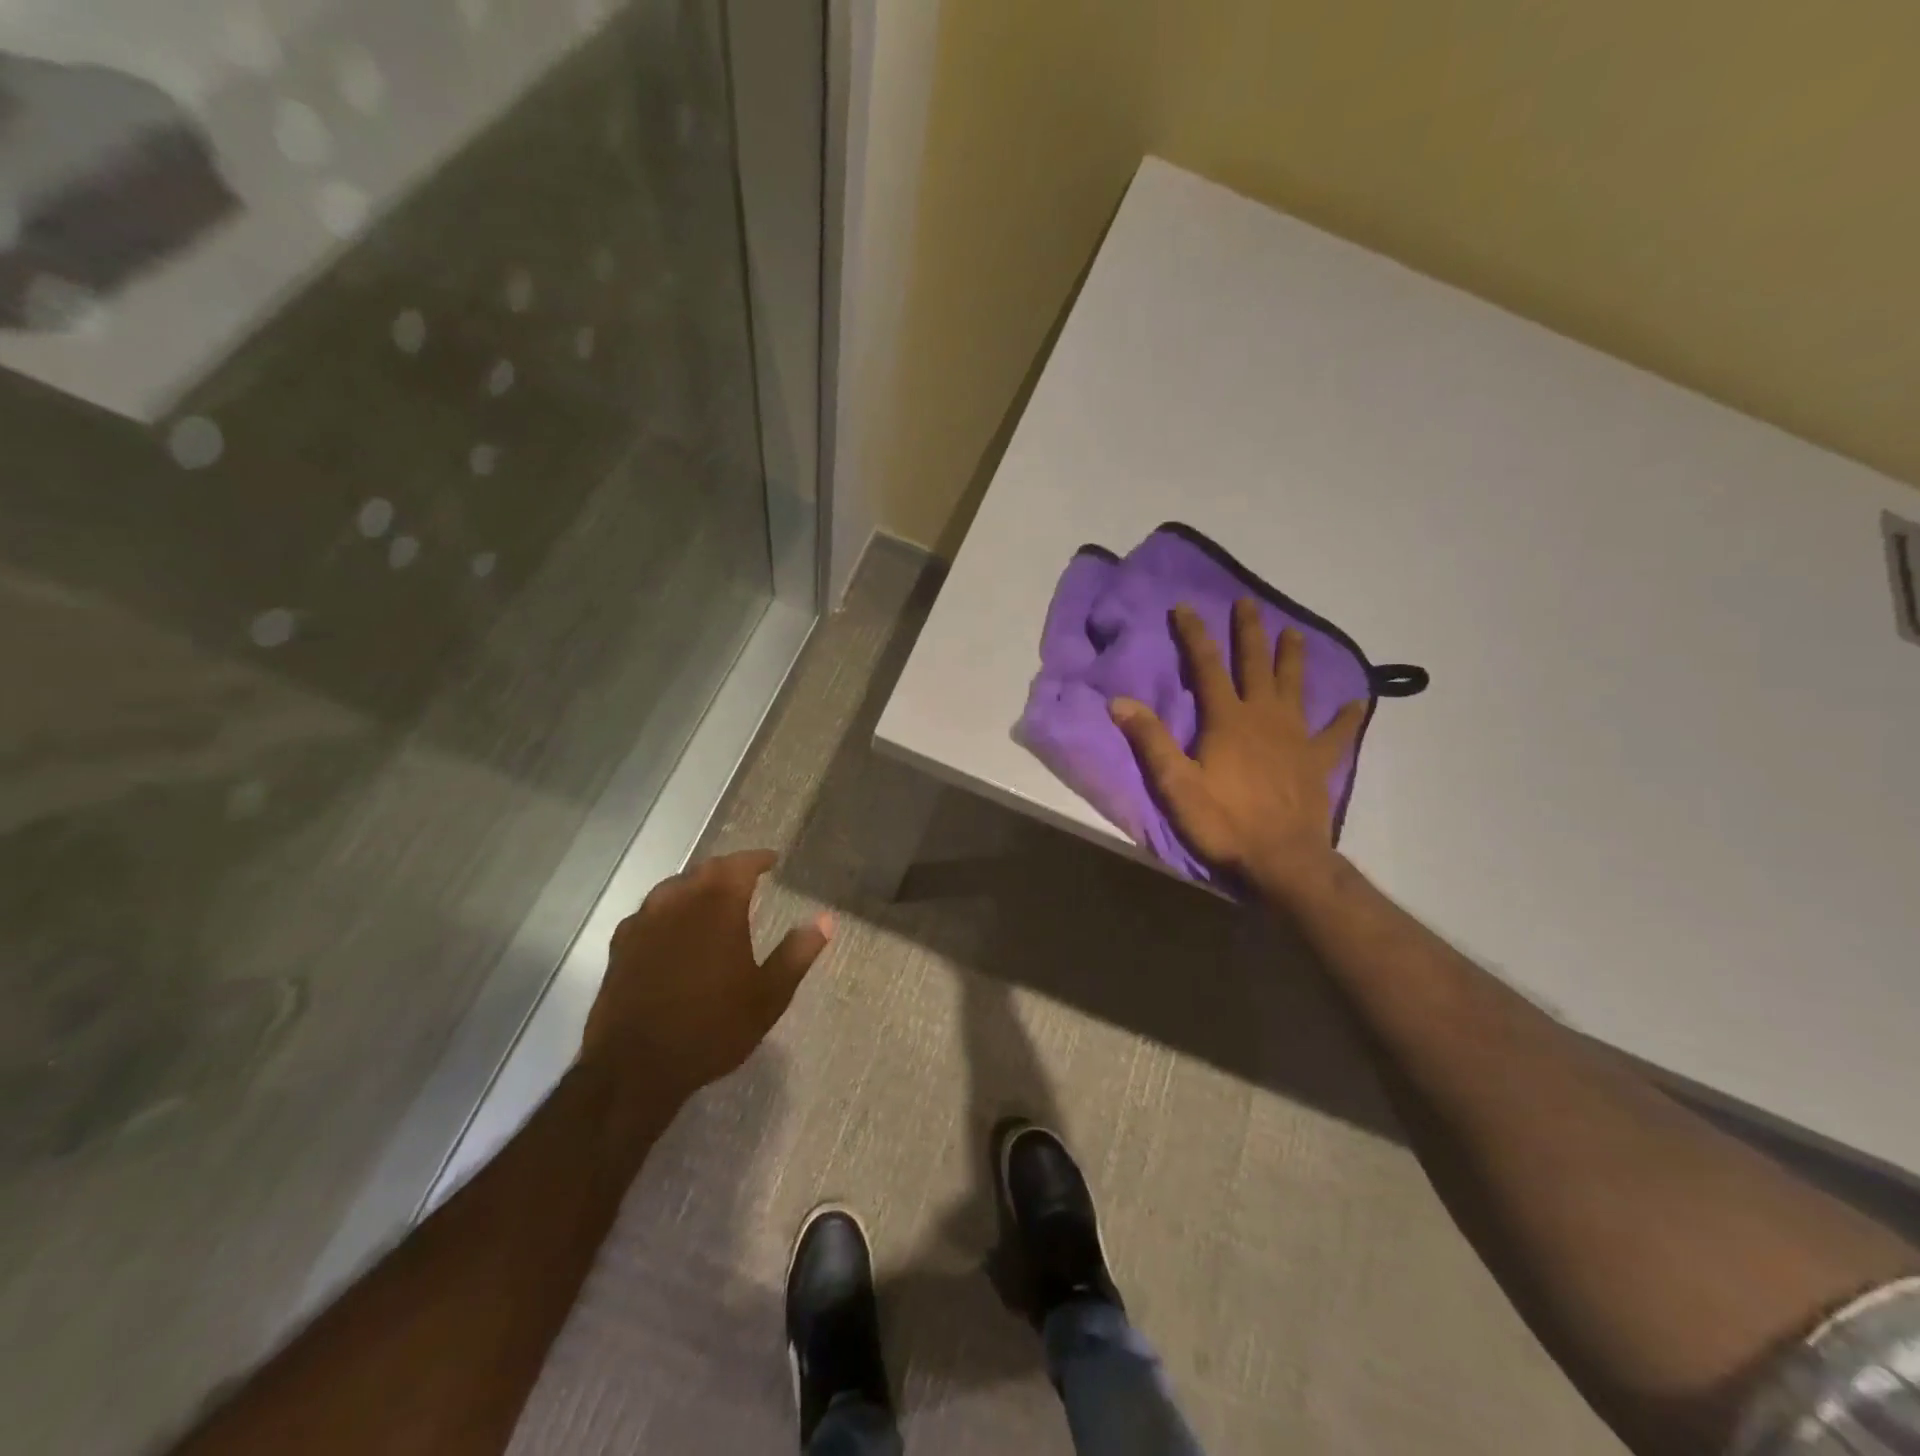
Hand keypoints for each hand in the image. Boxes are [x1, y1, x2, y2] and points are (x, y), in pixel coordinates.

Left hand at [581, 849, 830, 1122]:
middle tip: (747, 878)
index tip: (772, 861)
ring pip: (674, 887)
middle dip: (728, 870)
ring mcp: (644, 922)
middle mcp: (678, 902)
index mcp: (718, 906)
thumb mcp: (768, 996)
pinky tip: (672, 927)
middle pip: (705, 870)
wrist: (635, 1068)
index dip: (758, 859)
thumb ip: (797, 953)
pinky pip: (649, 912)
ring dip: (696, 886)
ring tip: (712, 899)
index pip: (740, 865)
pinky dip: (668, 909)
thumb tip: (826, 920)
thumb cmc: (712, 1028)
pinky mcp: (620, 946)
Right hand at [1110, 600, 1364, 894]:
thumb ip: (1150, 740)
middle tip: (1247, 602)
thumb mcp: (1176, 784)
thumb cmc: (1224, 822)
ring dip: (1291, 658)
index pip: (1206, 666)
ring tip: (1292, 632)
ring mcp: (1296, 736)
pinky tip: (1357, 702)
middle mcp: (1264, 717)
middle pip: (1255, 665)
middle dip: (1249, 632)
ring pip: (1294, 686)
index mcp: (1227, 719)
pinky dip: (1346, 716)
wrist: (1283, 859)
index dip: (1194, 634)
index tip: (1185, 606)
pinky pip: (1336, 732)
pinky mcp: (1318, 760)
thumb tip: (1119, 701)